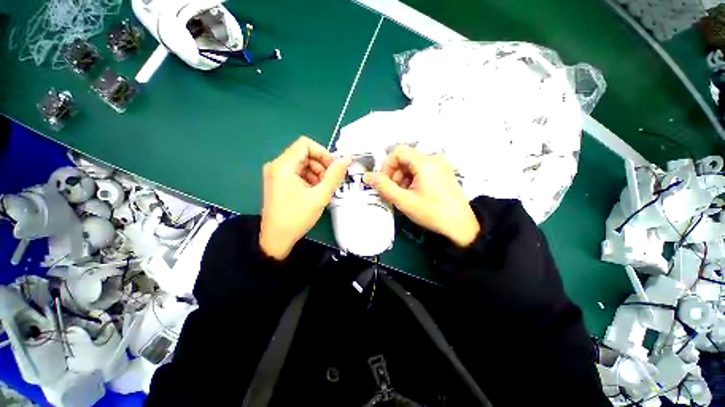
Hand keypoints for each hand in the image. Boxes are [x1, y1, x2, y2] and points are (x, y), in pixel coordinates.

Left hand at [260, 137, 350, 259]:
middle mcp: (277, 165)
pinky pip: (297, 172)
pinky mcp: (278, 181)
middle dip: (321, 165)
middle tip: (330, 181)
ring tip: (322, 188)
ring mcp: (276, 173)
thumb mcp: (320, 196)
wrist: (276, 239)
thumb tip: (346, 159)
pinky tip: (314, 191)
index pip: (305, 144)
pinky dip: (309, 178)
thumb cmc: (297, 217)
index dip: (323, 153)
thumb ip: (334, 176)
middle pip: (304, 153)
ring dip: (316, 173)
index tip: (334, 168)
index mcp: (283, 166)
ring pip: (302, 163)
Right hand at [364, 146, 479, 246]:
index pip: (398, 152)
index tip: (384, 182)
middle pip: (405, 159)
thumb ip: (384, 187)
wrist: (461, 226)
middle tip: (393, 192)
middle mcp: (434, 159)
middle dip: (395, 174)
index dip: (387, 166)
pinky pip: (422, 170)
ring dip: (403, 178)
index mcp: (425, 162)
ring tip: (403, 195)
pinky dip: (413, 180)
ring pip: (413, 165)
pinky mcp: (443, 173)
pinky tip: (413, 194)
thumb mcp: (404, 201)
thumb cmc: (432, 213)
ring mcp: (440, 166)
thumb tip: (367, 176)